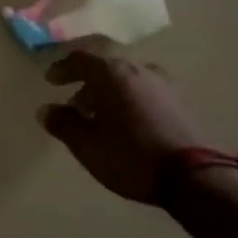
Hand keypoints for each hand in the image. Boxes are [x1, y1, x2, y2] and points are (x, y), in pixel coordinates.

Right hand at [38, 50, 209, 203]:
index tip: (50, 81)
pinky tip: (127, 122)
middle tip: (74, 104)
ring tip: (100, 117)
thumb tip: (45, 110)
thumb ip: (64, 124)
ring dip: (109, 92)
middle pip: (105, 67)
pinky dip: (129, 99)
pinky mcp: (178, 100)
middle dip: (86, 83)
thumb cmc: (131, 157)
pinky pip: (144, 90)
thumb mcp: (88, 146)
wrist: (192, 177)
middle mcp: (137, 68)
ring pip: (126, 79)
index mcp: (112, 73)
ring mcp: (162, 82)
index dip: (62, 68)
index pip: (80, 59)